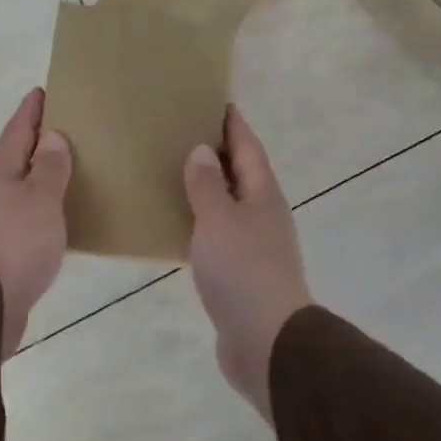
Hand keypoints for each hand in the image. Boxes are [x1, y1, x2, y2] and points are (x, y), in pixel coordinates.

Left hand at [0, 89, 72, 357]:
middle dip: (33, 143)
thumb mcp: (40, 199)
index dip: (30, 111)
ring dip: (36, 178)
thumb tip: (51, 137)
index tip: (42, 91)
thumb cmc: (16, 242)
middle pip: (13, 159)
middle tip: (60, 129)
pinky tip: (55, 219)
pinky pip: (22, 219)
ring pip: (17, 190)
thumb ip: (48, 168)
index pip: (16, 131)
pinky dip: (39, 211)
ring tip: (64, 171)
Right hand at [185, 106, 313, 420]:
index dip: (232, 123)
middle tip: (183, 133)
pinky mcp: (242, 272)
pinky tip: (179, 225)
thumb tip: (202, 150)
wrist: (266, 339)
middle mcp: (263, 214)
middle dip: (217, 153)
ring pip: (230, 205)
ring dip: (208, 189)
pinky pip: (219, 234)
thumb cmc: (242, 271)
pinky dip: (202, 222)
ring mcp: (255, 245)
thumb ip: (207, 185)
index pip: (247, 147)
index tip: (214, 101)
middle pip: (241, 173)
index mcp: (262, 194)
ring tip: (174, 174)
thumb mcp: (218, 220)